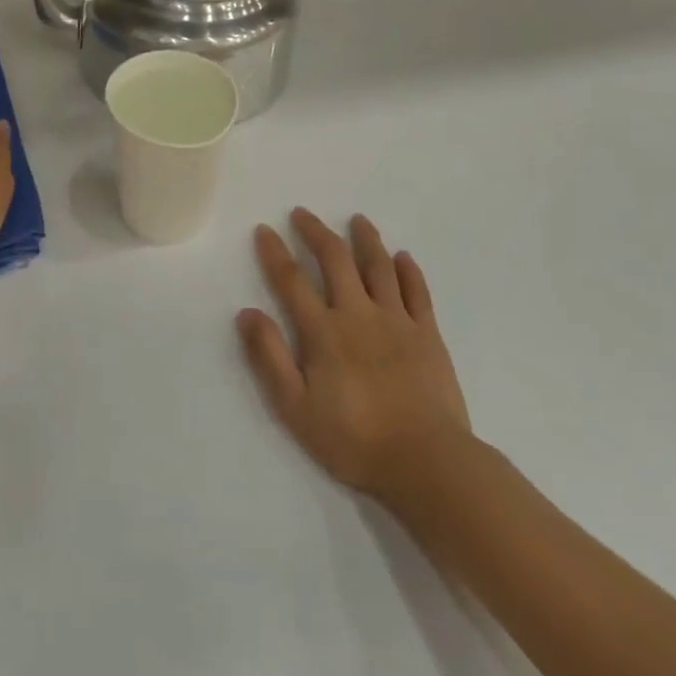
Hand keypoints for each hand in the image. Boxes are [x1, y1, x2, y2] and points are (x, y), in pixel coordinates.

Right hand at [237, 210, 471, 499]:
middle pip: (335, 260)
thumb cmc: (354, 440)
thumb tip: (246, 313)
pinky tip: (403, 257)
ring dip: (366, 239)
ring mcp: (397, 320)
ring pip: (379, 267)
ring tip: (358, 220)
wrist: (426, 461)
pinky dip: (409, 271)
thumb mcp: (295, 408)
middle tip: (303, 213)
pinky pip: (418, 292)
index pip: (292, 281)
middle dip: (316, 232)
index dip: (275, 253)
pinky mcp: (428, 334)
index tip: (264, 230)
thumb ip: (270, 358)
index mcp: (323, 331)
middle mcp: (358, 314)